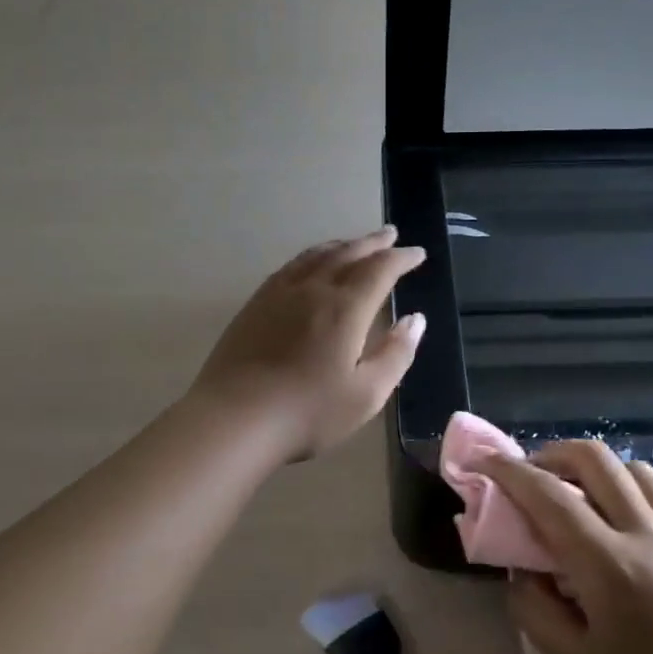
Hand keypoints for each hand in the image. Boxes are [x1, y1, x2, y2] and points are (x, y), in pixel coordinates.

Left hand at [190, 227, 426, 461]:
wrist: (234, 419)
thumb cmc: (308, 412)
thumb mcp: (366, 394)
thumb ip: (396, 354)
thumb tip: (416, 319)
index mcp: (345, 307)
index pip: (380, 269)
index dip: (402, 258)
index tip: (418, 253)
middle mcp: (314, 289)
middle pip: (348, 253)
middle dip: (373, 242)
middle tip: (390, 234)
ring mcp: (279, 293)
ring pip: (316, 255)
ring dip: (342, 244)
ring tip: (355, 243)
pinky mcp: (255, 304)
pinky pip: (291, 266)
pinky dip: (311, 256)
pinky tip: (310, 264)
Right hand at [483, 442, 652, 653]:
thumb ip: (534, 608)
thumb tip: (523, 569)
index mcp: (611, 567)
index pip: (549, 495)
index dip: (509, 471)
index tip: (484, 461)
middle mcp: (650, 536)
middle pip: (595, 458)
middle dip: (552, 453)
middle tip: (530, 473)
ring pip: (633, 469)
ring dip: (594, 469)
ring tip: (576, 495)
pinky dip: (628, 493)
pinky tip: (621, 529)